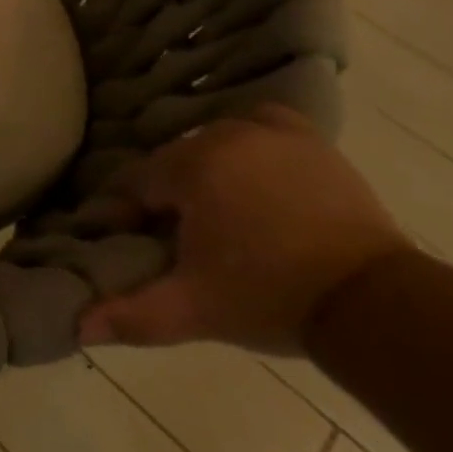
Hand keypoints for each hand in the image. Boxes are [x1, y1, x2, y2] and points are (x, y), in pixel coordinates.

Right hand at [78, 105, 411, 354]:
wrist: (375, 303)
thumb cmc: (271, 298)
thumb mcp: (194, 309)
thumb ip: (132, 313)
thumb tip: (77, 326)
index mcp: (190, 167)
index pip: (135, 183)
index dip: (129, 215)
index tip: (137, 245)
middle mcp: (223, 135)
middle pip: (173, 163)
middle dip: (170, 197)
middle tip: (183, 241)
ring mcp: (270, 133)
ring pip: (213, 144)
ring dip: (207, 173)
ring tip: (222, 216)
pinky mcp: (309, 141)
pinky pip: (261, 124)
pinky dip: (250, 142)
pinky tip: (255, 171)